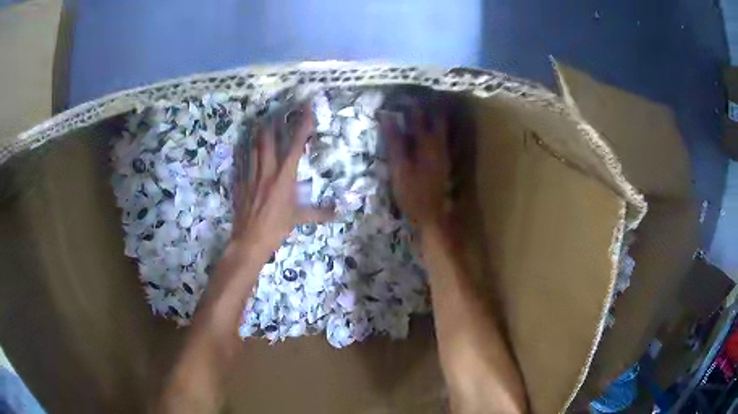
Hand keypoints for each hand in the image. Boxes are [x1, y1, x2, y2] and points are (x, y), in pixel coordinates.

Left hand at [232, 104, 334, 258]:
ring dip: (256, 136)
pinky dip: (242, 154)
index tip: (305, 110)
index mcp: (284, 177)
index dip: (302, 126)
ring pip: (252, 149)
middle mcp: (267, 172)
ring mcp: (251, 177)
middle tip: (273, 115)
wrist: (249, 241)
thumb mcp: (299, 219)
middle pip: (267, 141)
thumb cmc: (276, 229)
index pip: (295, 146)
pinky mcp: (240, 184)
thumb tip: (338, 212)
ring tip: (258, 125)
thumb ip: (319, 213)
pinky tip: (241, 148)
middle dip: (271, 126)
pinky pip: (241, 164)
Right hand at [379, 107, 450, 230]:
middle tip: (416, 97)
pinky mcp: (444, 162)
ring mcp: (444, 153)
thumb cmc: (412, 192)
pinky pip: (443, 138)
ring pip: (442, 127)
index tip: (401, 94)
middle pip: (436, 118)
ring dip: (434, 115)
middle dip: (428, 105)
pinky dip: (437, 129)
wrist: (432, 215)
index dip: (410, 103)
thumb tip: (386, 117)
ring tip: (425, 106)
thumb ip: (394, 141)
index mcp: (427, 143)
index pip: (418, 116)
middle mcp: (439, 144)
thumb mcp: (399, 166)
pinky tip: (431, 130)